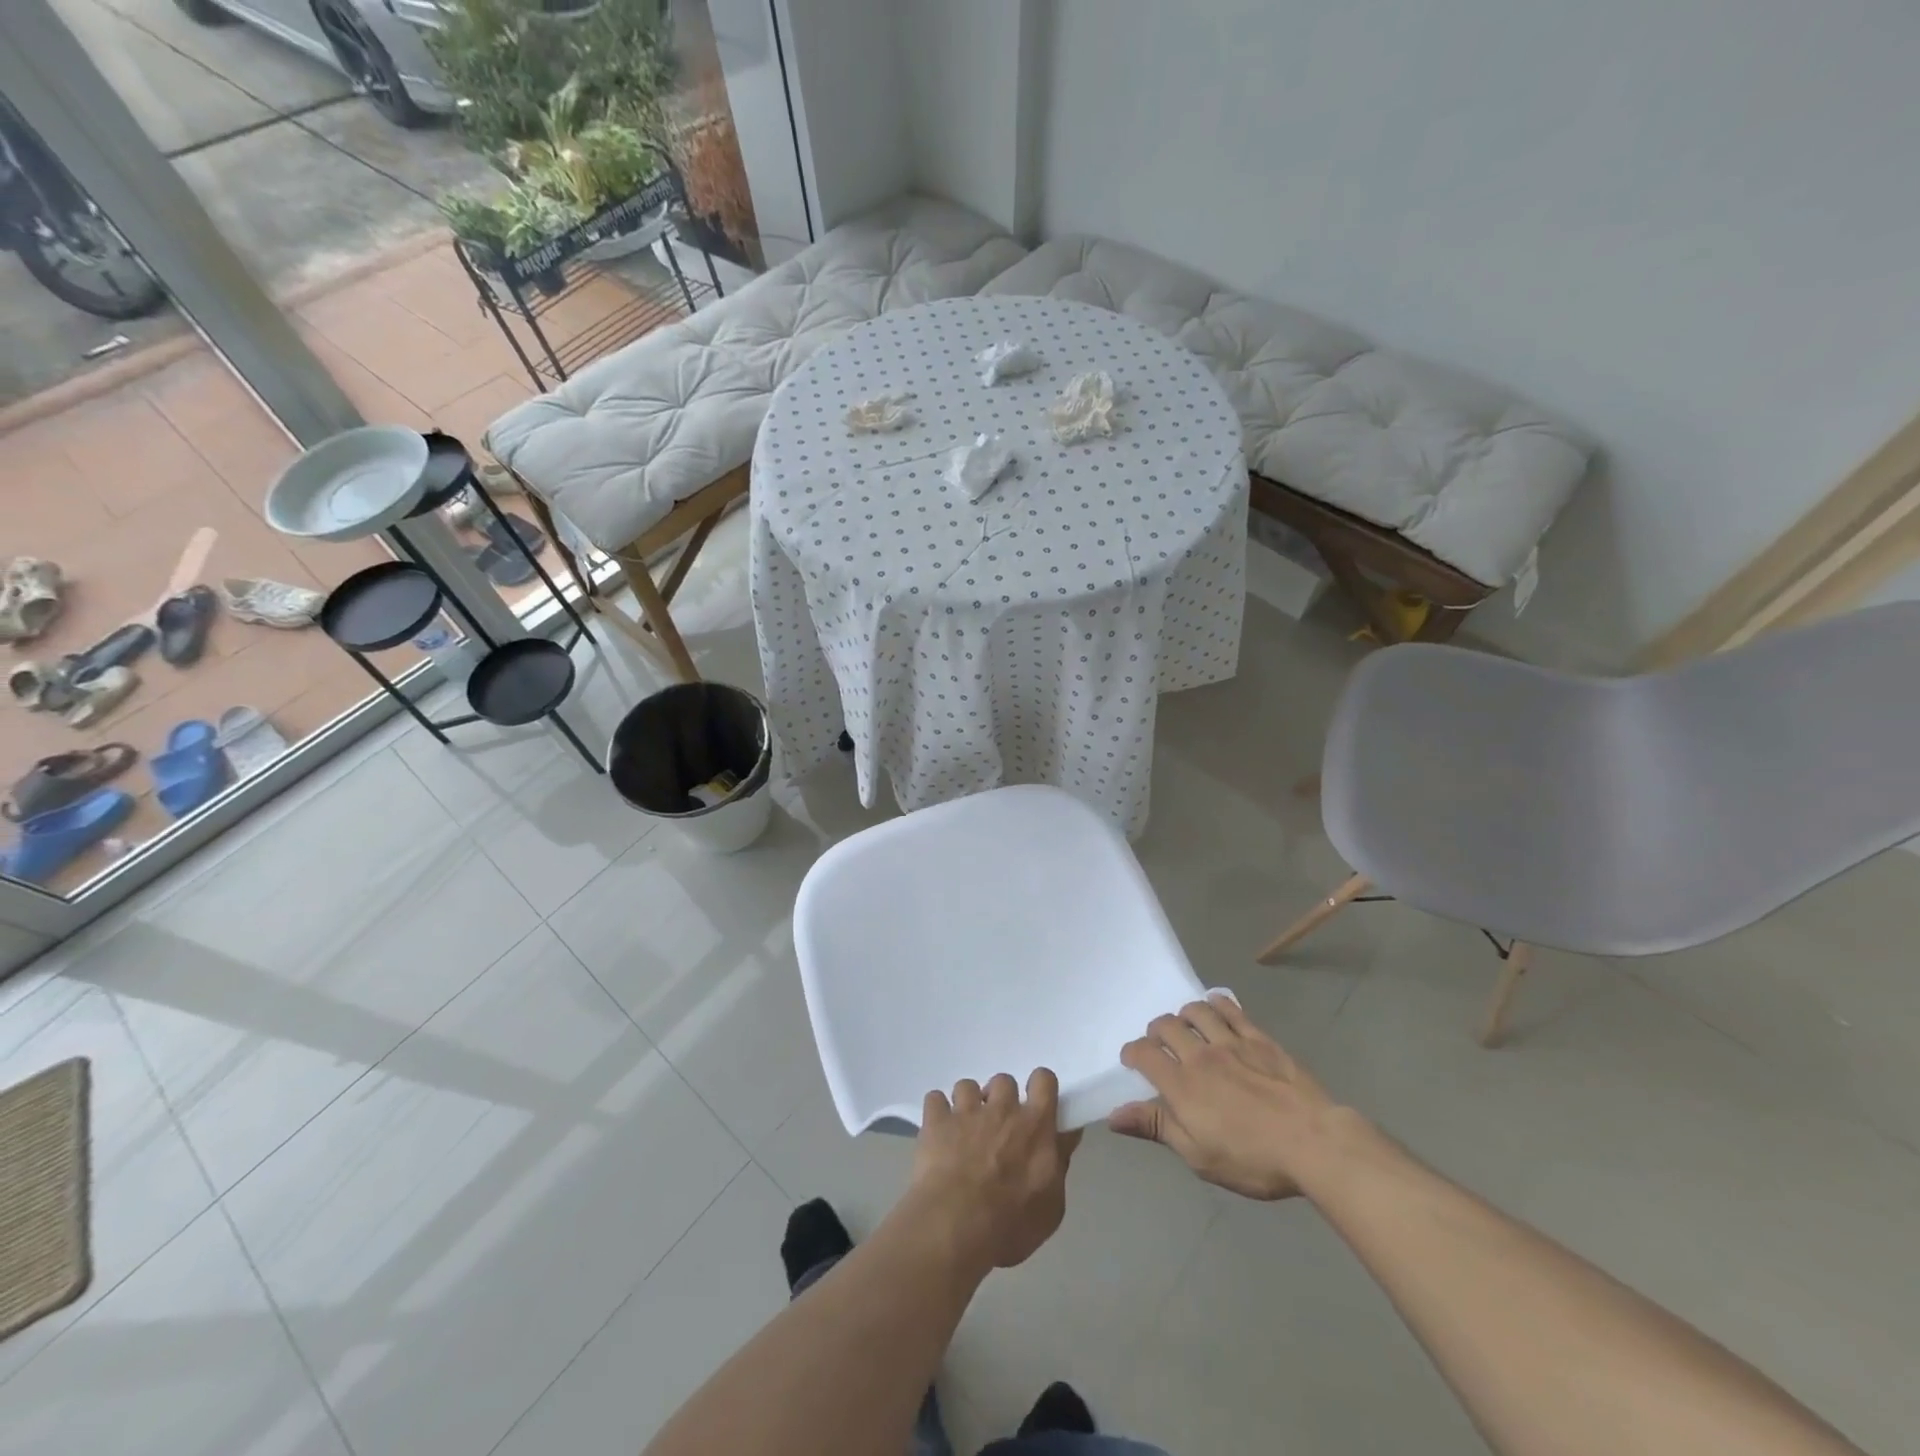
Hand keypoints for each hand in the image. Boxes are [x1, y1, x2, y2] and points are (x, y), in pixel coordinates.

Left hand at [909, 1068, 1082, 1271]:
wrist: (956, 1226)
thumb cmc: (1011, 1224)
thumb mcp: (1051, 1207)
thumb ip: (1059, 1165)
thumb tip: (1065, 1137)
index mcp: (1035, 1125)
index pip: (1044, 1080)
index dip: (1039, 1087)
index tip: (1035, 1104)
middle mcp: (1001, 1109)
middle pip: (1004, 1081)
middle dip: (1000, 1099)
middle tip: (996, 1126)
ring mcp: (966, 1112)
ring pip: (967, 1086)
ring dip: (967, 1103)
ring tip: (963, 1129)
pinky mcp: (936, 1120)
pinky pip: (935, 1099)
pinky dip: (937, 1112)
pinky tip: (937, 1131)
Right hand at [1109, 994, 1352, 1199]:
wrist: (1314, 1143)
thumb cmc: (1253, 1159)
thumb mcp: (1199, 1156)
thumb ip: (1157, 1128)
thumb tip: (1114, 1114)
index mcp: (1181, 1085)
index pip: (1144, 1054)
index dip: (1132, 1052)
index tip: (1132, 1060)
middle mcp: (1200, 1055)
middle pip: (1166, 1026)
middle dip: (1156, 1031)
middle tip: (1160, 1045)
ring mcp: (1231, 1042)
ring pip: (1196, 1011)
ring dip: (1184, 1014)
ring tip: (1187, 1026)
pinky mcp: (1259, 1038)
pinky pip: (1231, 1009)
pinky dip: (1218, 1003)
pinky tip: (1216, 1006)